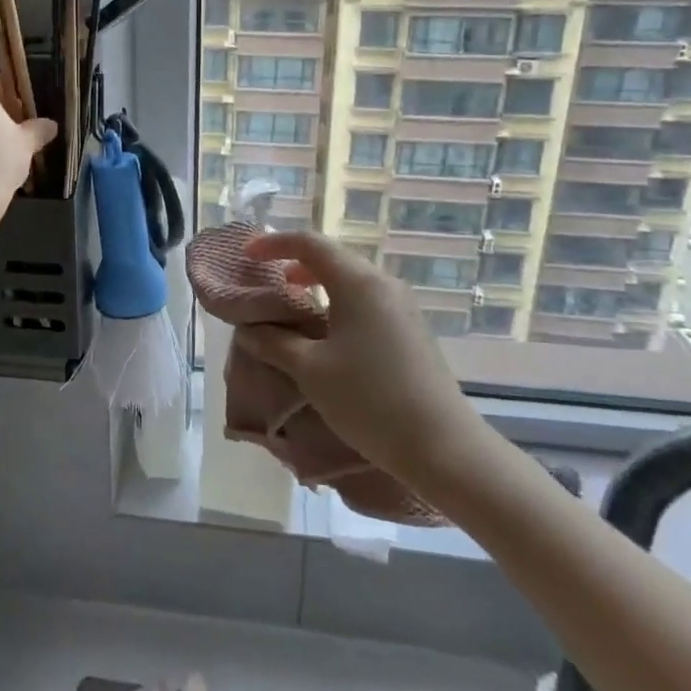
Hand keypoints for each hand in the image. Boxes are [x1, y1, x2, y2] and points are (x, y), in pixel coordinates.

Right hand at [237, 231, 496, 494]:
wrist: (443, 446)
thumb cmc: (369, 400)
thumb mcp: (310, 370)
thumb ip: (273, 342)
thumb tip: (247, 329)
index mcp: (358, 282)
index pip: (309, 243)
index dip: (273, 243)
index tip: (246, 256)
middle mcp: (383, 283)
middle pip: (332, 257)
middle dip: (294, 262)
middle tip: (265, 280)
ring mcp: (402, 306)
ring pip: (350, 279)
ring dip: (316, 284)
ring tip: (291, 303)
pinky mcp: (411, 329)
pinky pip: (366, 300)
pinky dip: (337, 302)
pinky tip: (326, 331)